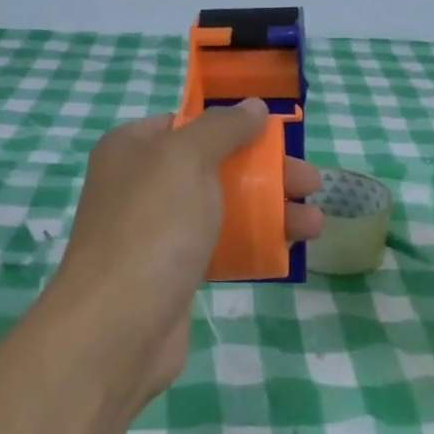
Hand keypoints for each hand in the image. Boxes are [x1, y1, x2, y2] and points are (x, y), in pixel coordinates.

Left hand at [48, 101, 322, 408]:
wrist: (117, 327)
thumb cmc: (152, 227)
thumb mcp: (187, 160)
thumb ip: (223, 128)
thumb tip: (254, 106)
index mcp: (133, 148)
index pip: (189, 124)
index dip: (235, 126)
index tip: (277, 137)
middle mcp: (142, 184)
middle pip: (215, 166)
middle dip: (268, 173)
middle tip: (312, 183)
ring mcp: (157, 230)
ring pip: (223, 208)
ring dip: (271, 211)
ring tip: (315, 225)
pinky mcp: (174, 270)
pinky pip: (220, 244)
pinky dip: (253, 242)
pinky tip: (287, 249)